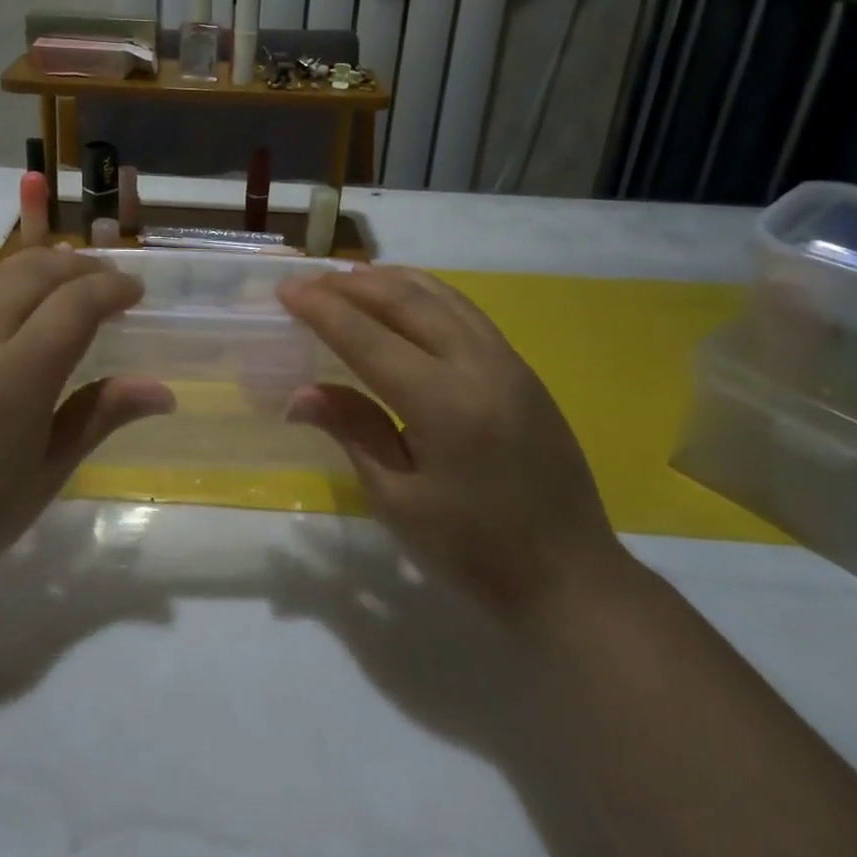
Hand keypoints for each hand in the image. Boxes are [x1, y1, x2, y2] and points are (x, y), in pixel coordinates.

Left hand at [0, 249, 173, 599]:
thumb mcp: (50, 472)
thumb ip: (101, 415)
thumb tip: (163, 391)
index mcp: (15, 378)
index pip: (74, 304)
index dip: (111, 289)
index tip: (136, 291)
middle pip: (34, 273)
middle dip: (79, 266)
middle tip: (109, 279)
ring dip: (42, 270)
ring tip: (70, 282)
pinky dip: (7, 288)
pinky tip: (19, 311)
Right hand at [278, 266, 624, 620]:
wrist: (570, 577)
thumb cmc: (473, 551)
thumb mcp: (398, 500)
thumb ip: (353, 431)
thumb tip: (301, 393)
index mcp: (444, 404)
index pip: (368, 338)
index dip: (322, 310)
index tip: (286, 289)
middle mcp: (479, 366)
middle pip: (406, 301)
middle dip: (351, 285)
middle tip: (310, 283)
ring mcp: (508, 362)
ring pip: (441, 296)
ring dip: (389, 281)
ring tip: (348, 279)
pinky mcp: (523, 370)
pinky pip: (465, 312)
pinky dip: (425, 294)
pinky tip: (404, 301)